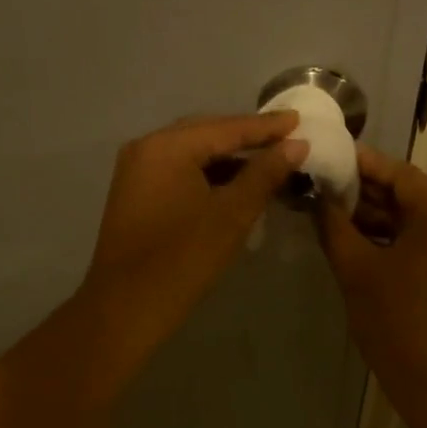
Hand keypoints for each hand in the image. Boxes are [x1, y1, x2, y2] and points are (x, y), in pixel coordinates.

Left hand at [82, 111, 304, 344]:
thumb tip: (296, 145)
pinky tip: (234, 183)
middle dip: (246, 137)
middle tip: (287, 138)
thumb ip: (264, 174)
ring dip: (228, 157)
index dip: (266, 127)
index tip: (300, 120)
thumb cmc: (183, 259)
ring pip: (191, 153)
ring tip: (268, 160)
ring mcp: (136, 170)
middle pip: (206, 133)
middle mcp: (147, 147)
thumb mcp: (232, 215)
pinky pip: (178, 170)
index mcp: (167, 146)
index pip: (226, 127)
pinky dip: (207, 173)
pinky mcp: (135, 193)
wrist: (126, 308)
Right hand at [315, 146, 426, 390]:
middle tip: (321, 190)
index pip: (400, 174)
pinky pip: (418, 248)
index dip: (363, 164)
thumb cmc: (400, 324)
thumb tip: (318, 199)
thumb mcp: (358, 272)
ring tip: (330, 218)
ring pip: (412, 225)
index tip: (328, 159)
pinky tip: (354, 248)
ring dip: (375, 220)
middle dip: (365, 193)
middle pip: (408, 197)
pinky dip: (388, 243)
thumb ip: (335, 229)